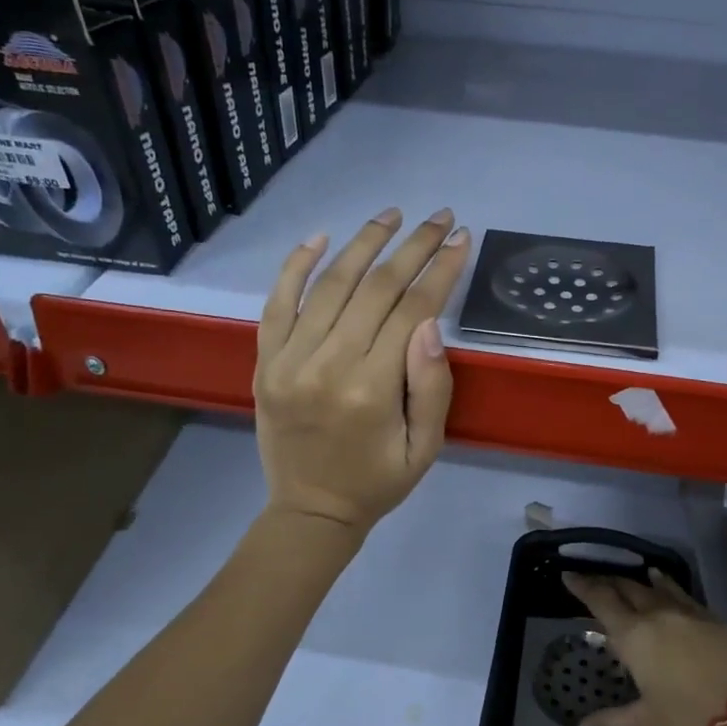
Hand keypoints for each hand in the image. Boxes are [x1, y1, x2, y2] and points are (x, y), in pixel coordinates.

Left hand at [255, 208, 471, 534]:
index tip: (461, 239)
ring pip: (330, 284)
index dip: (441, 270)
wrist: (310, 510)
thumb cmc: (378, 481)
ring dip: (364, 243)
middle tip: (439, 218)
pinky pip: (277, 303)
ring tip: (392, 215)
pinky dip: (296, 266)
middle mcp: (327, 364)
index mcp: (372, 389)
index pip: (412, 310)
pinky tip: (321, 237)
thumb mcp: (426, 447)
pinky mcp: (265, 361)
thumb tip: (430, 323)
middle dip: (413, 247)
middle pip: (376, 288)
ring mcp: (288, 360)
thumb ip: (431, 386)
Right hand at [563, 569, 726, 725]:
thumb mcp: (649, 720)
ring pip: (651, 587)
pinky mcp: (707, 615)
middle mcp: (655, 615)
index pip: (601, 602)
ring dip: (633, 581)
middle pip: (625, 588)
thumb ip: (613, 721)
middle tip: (592, 578)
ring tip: (623, 577)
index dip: (583, 586)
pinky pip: (678, 591)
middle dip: (606, 582)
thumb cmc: (691, 715)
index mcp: (634, 636)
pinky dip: (664, 584)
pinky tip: (660, 580)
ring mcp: (684, 611)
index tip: (569, 575)